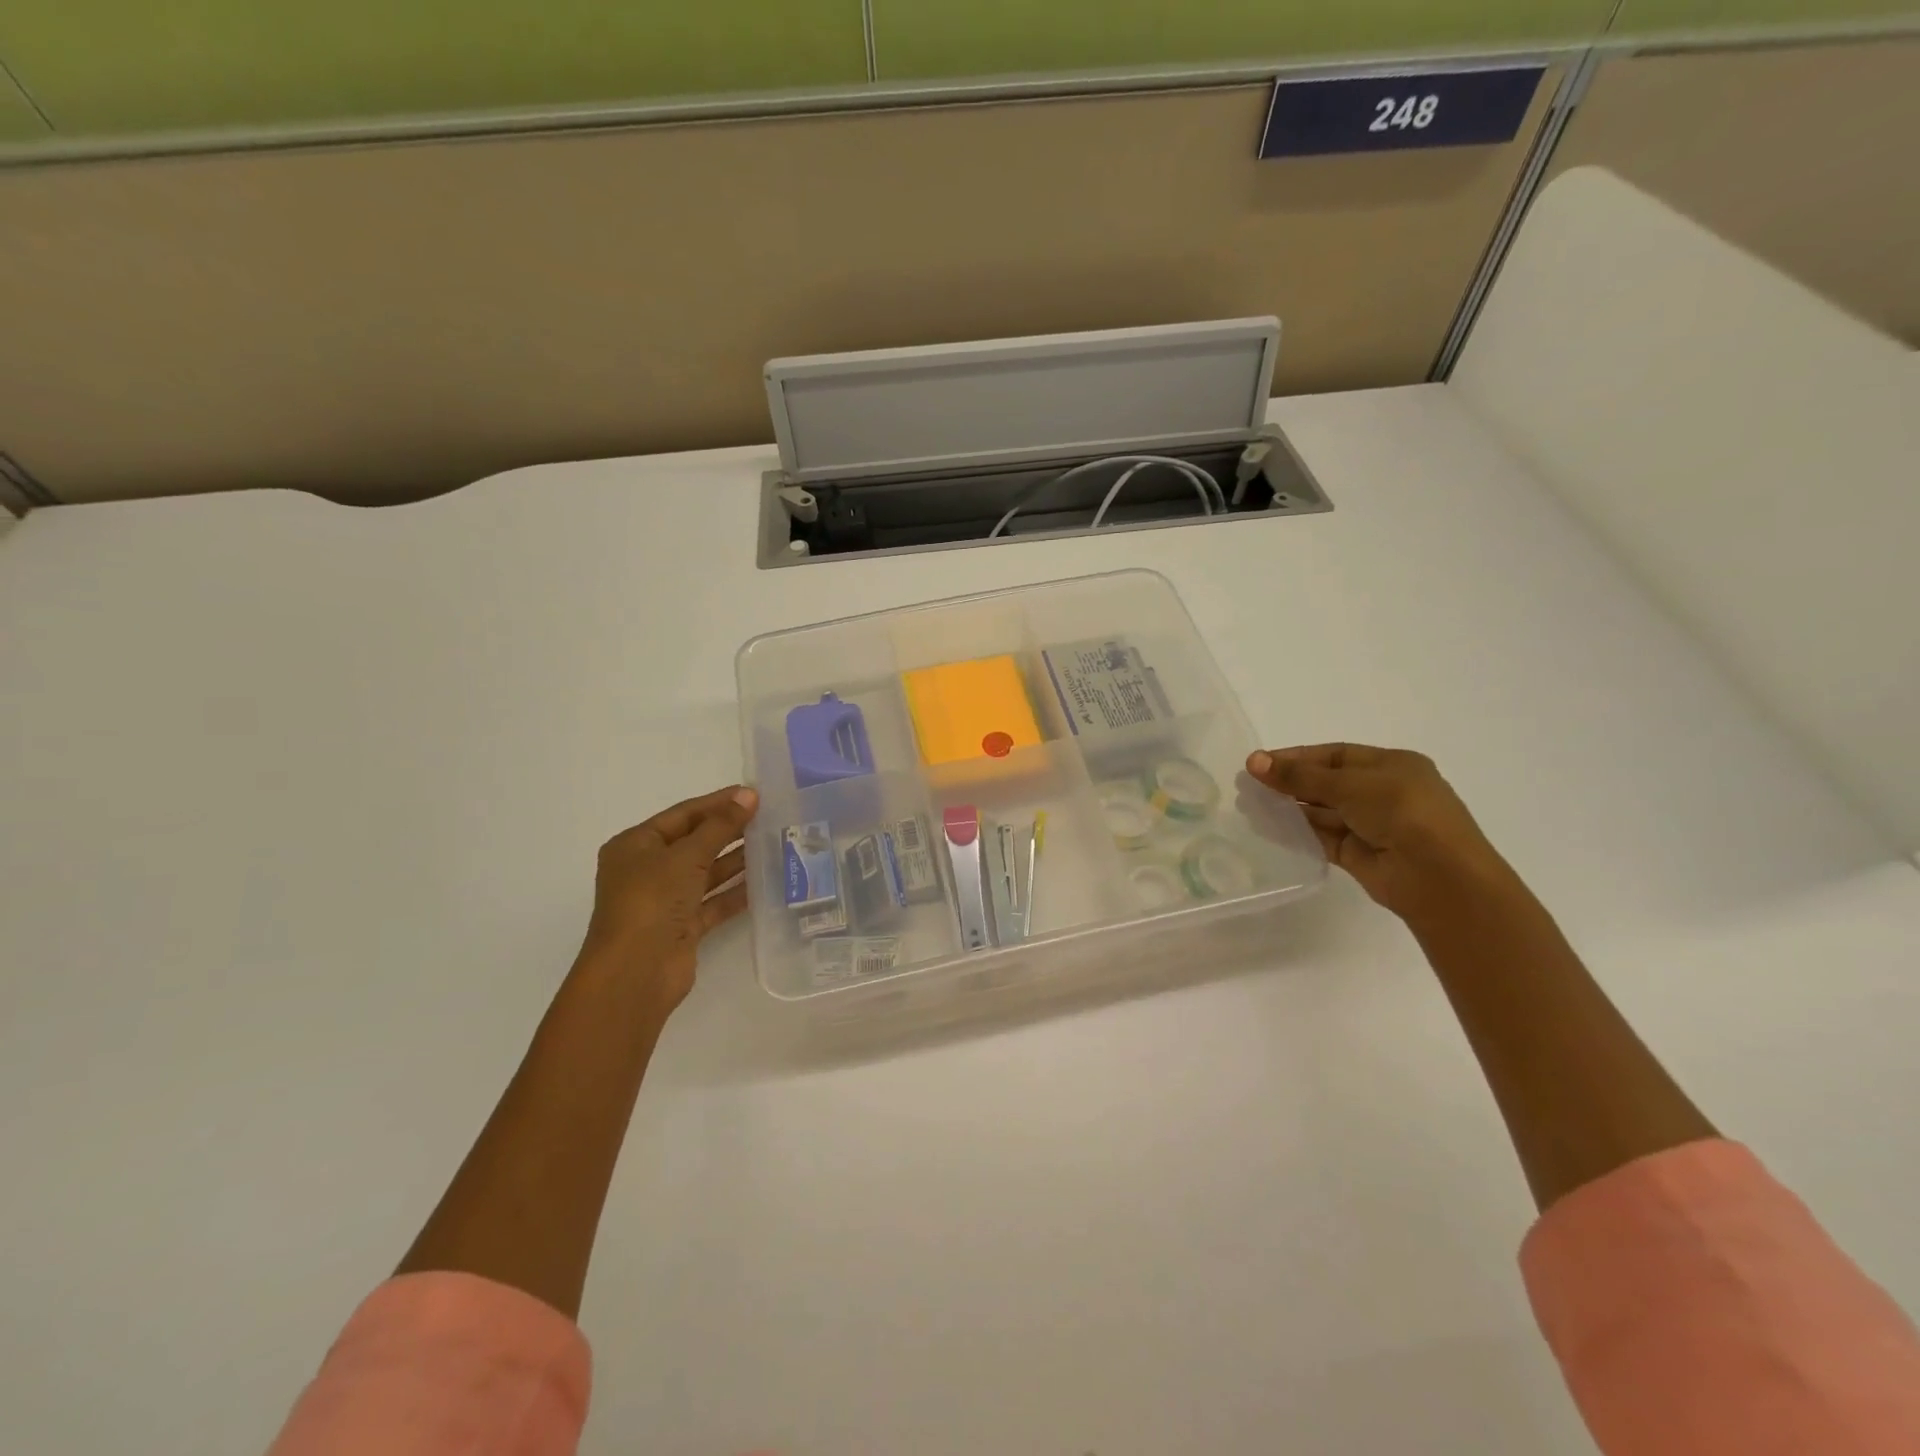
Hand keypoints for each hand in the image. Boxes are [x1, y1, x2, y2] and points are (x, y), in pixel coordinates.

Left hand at [577, 785, 759, 1013]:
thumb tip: (748, 795)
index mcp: (636, 845)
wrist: (635, 973)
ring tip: (775, 845)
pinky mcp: (682, 927)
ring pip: (707, 873)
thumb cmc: (651, 901)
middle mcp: (647, 870)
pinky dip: (736, 892)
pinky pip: (713, 902)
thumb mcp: (687, 856)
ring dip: (737, 860)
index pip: (683, 814)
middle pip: (695, 842)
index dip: (718, 803)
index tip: (754, 794)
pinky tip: (766, 882)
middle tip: (770, 818)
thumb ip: (720, 825)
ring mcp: (665, 900)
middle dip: (730, 831)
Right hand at [1245, 744, 1521, 925]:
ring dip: (1288, 808)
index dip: (1296, 757)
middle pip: (1326, 783)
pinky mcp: (1358, 855)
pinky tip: (1267, 828)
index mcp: (1392, 766)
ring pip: (1321, 812)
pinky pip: (1321, 838)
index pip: (1335, 755)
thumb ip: (1300, 776)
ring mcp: (1371, 826)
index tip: (1259, 762)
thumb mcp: (1350, 785)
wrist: (1439, 877)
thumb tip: (1253, 761)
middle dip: (1288, 782)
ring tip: (1249, 806)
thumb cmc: (1403, 813)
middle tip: (1247, 785)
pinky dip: (1296, 833)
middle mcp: (1382, 793)